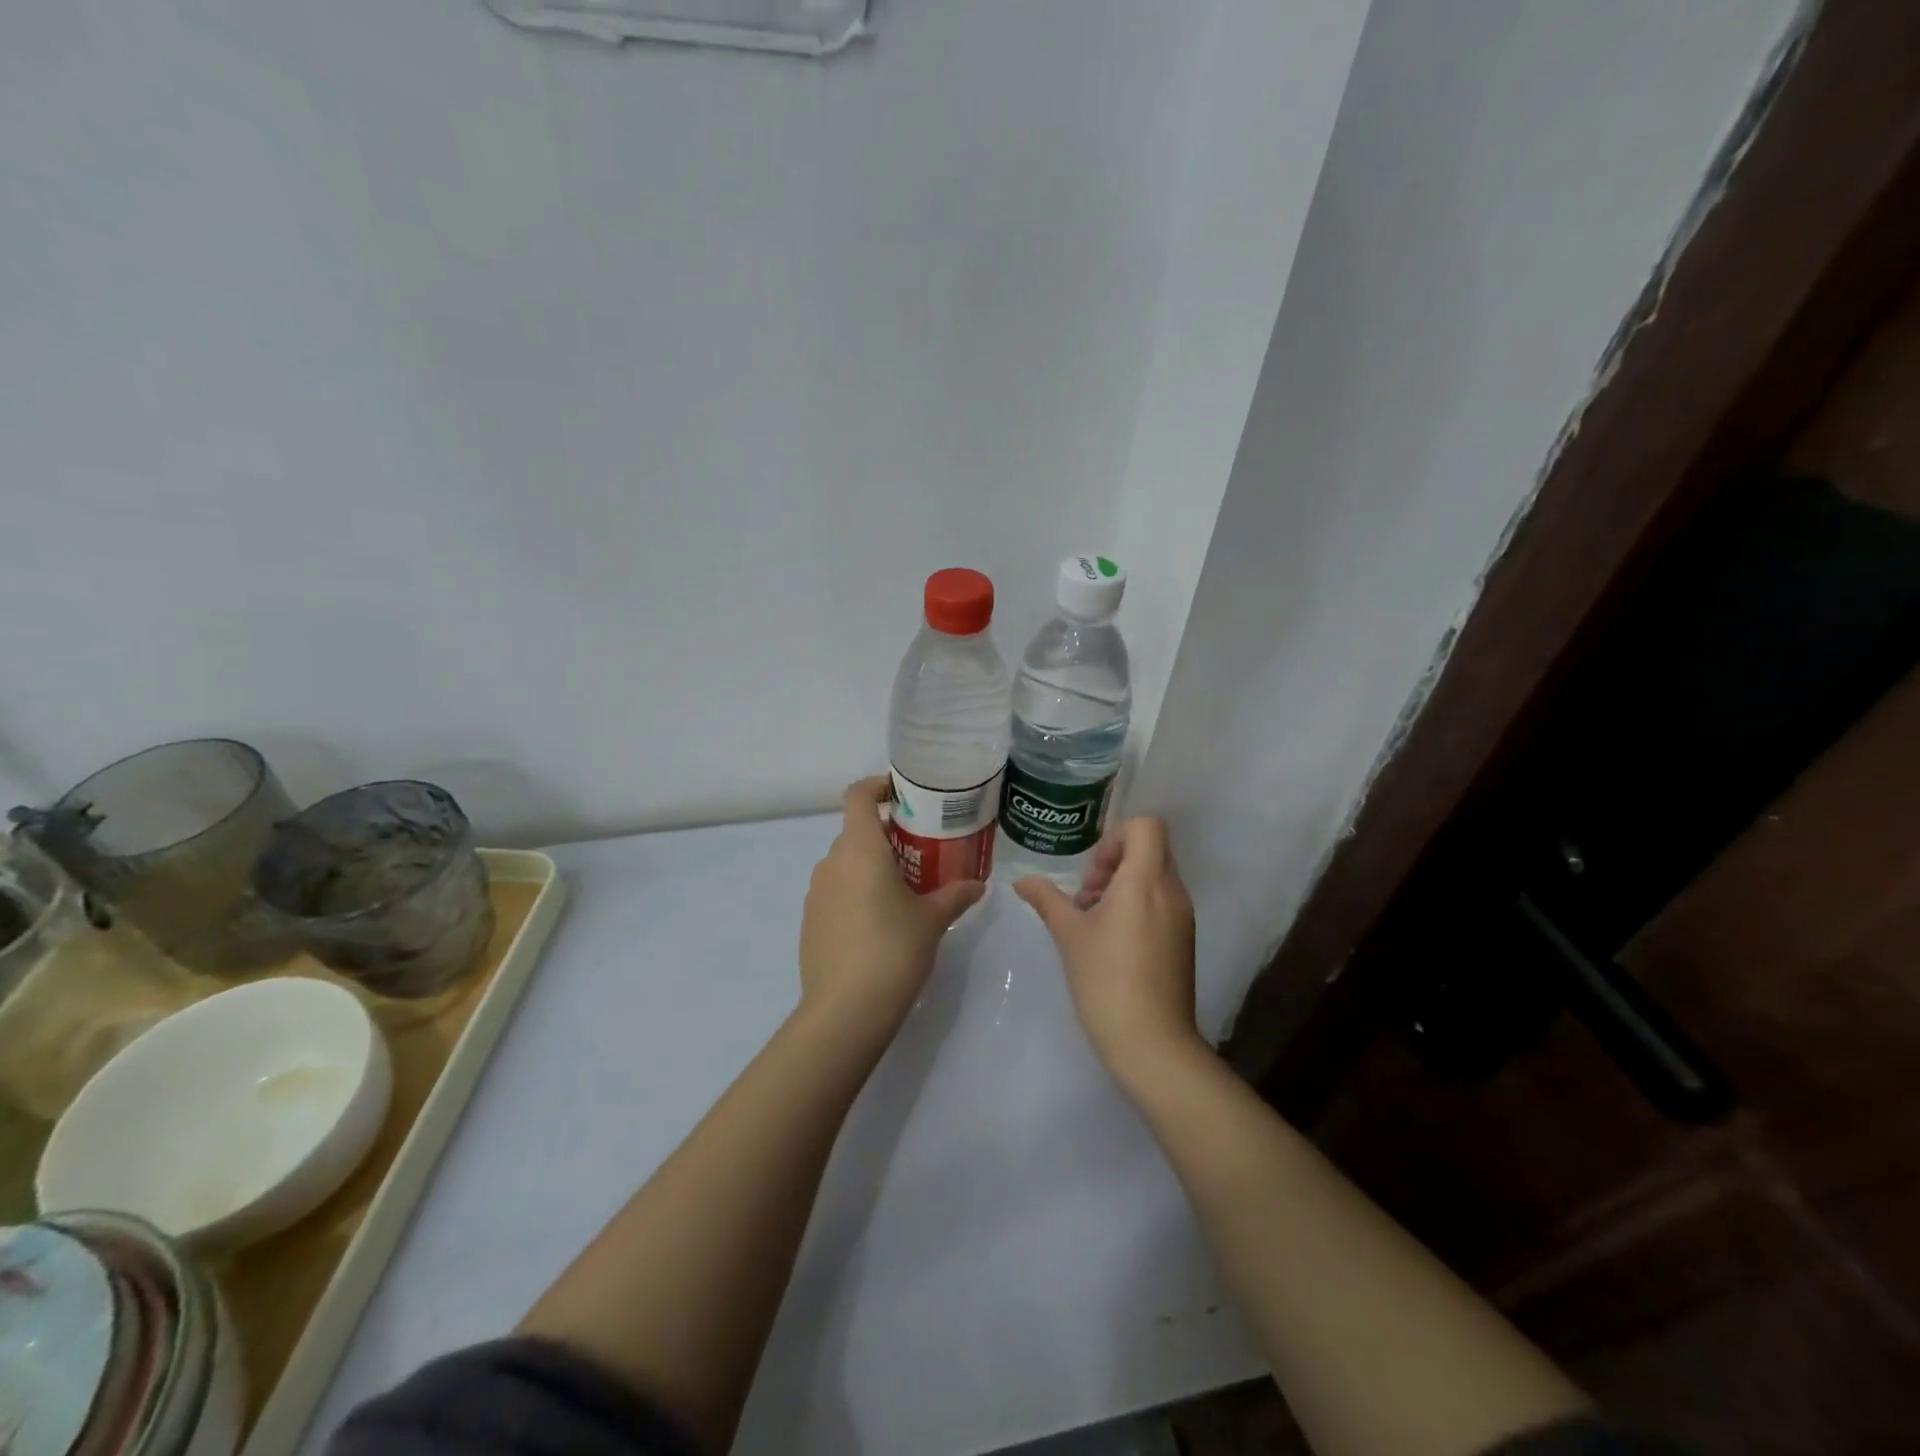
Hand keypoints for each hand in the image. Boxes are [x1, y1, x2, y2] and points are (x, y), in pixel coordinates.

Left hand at [798, 776, 984, 1044]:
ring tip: (904, 888)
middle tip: (921, 850)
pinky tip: (879, 922)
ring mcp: (815, 892)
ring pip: (845, 862)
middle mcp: (831, 862)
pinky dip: (856, 891)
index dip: (878, 786)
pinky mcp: (810, 920)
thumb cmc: (893, 951)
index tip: (904, 794)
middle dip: (888, 834)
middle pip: (857, 830)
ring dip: (872, 864)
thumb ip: (956, 895)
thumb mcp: (932, 920)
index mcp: (860, 849)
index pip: (858, 796)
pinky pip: (835, 890)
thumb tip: (978, 884)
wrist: (845, 1012)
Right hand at [1014, 818, 1203, 1084]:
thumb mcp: (1069, 934)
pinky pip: (1162, 903)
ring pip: (1155, 877)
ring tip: (1094, 922)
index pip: (1147, 827)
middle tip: (1087, 899)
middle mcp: (1172, 891)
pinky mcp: (1184, 940)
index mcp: (1146, 880)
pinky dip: (1138, 906)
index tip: (1093, 873)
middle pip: (1150, 850)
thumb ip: (1047, 899)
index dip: (1116, 837)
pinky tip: (1112, 942)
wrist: (1152, 1043)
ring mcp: (1183, 917)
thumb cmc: (1106, 980)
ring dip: (1123, 886)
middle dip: (1114, 863)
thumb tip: (1022, 881)